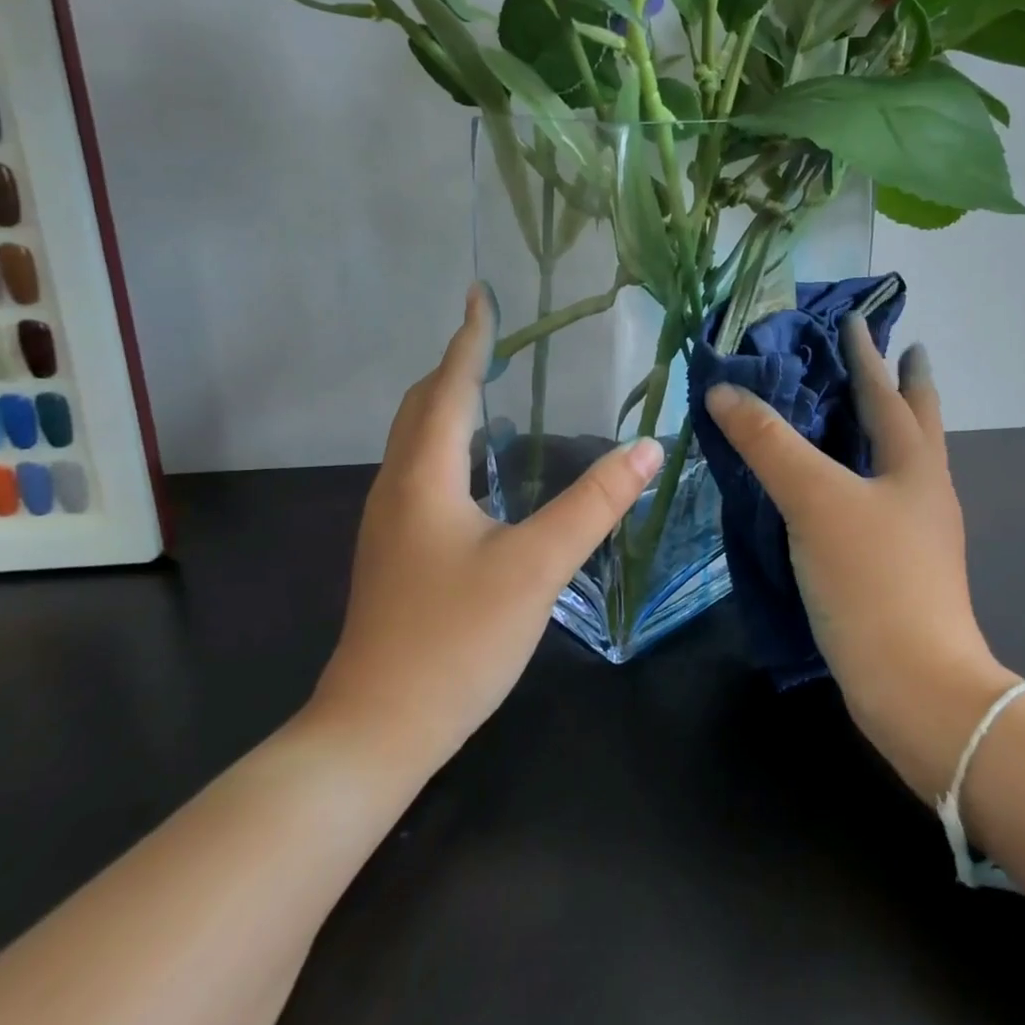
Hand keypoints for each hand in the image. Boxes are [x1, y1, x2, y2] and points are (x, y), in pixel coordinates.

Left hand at [308, 285, 661, 775]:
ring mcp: (389, 523)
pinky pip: (420, 473)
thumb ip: (595, 504)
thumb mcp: (537, 566)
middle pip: (421, 407)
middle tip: (495, 340)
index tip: (480, 296)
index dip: (469, 339)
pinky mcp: (394, 553)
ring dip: (449, 404)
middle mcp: (397, 487)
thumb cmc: (456, 640)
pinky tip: (480, 470)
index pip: (448, 386)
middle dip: (455, 366)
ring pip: (416, 441)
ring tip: (490, 389)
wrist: (376, 728)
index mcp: (424, 476)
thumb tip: (648, 448)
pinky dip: (448, 446)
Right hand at [705, 321, 1012, 800]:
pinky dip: (862, 474)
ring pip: (900, 461)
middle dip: (904, 383)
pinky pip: (880, 499)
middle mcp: (923, 489)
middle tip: (894, 349)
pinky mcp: (900, 565)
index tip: (858, 318)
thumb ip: (769, 444)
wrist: (916, 688)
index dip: (868, 353)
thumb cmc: (872, 580)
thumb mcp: (815, 500)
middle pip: (917, 421)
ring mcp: (917, 531)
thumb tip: (722, 393)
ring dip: (885, 428)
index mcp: (914, 463)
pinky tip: (840, 486)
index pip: (887, 391)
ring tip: (860, 409)